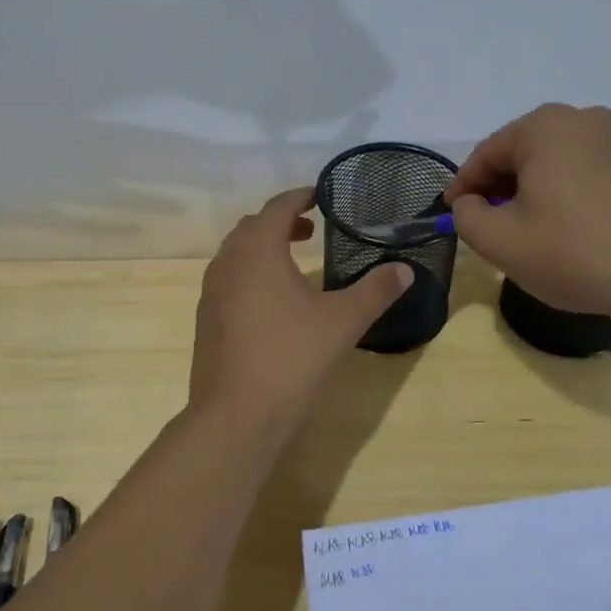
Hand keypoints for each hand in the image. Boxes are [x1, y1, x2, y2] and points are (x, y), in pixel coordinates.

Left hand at [189, 188, 412, 425]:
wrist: (236, 415)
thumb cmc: (291, 357)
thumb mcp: (343, 321)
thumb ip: (375, 291)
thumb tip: (405, 270)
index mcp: (257, 250)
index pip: (277, 207)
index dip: (299, 197)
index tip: (320, 196)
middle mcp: (227, 262)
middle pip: (252, 226)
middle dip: (281, 221)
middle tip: (311, 230)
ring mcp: (211, 292)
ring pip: (236, 254)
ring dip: (263, 247)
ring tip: (294, 263)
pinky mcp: (205, 319)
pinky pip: (228, 279)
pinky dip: (250, 273)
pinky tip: (272, 303)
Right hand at [445, 103, 610, 320]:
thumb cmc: (573, 252)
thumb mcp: (499, 241)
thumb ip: (466, 216)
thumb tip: (470, 203)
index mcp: (544, 126)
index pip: (486, 154)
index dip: (463, 188)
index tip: (451, 215)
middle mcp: (582, 119)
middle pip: (520, 154)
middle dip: (498, 188)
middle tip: (486, 226)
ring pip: (553, 163)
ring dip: (530, 192)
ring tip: (524, 232)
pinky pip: (583, 172)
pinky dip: (563, 194)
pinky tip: (563, 229)